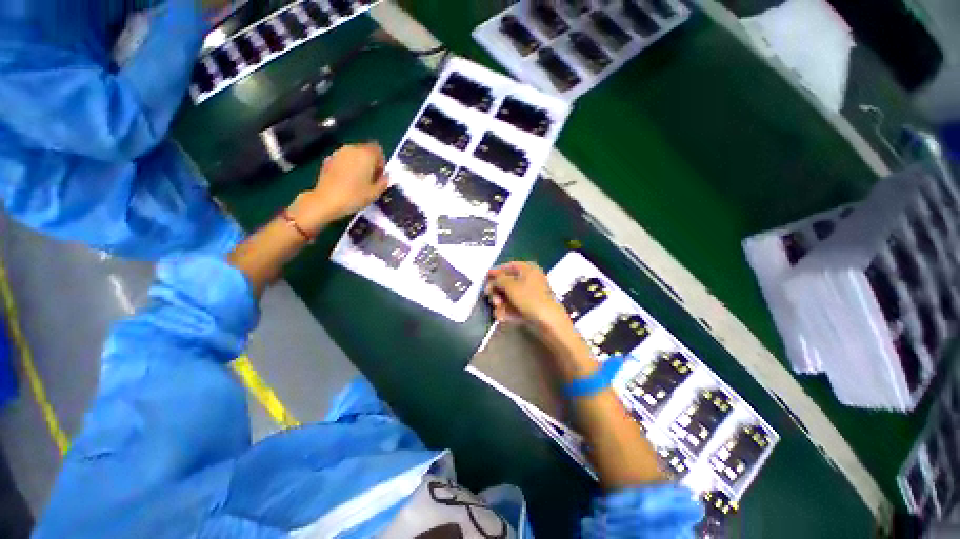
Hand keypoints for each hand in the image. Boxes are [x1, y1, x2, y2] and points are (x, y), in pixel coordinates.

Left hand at [287, 143, 388, 232]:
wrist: (327, 200)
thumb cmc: (355, 196)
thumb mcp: (376, 193)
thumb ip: (384, 182)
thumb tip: (385, 177)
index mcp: (366, 154)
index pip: (378, 150)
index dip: (381, 162)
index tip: (380, 175)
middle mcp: (352, 149)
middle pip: (365, 151)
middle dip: (369, 163)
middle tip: (371, 179)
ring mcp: (338, 153)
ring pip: (353, 155)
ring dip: (358, 164)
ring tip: (359, 181)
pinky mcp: (328, 159)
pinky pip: (343, 160)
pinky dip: (347, 167)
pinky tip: (346, 181)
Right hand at [485, 261, 570, 331]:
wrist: (548, 320)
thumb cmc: (529, 298)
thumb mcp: (510, 285)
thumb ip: (498, 279)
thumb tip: (493, 280)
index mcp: (527, 268)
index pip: (508, 266)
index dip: (496, 272)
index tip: (485, 278)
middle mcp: (530, 278)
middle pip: (507, 282)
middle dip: (497, 292)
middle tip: (493, 300)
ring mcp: (531, 293)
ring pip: (510, 295)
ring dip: (501, 303)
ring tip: (498, 312)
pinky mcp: (531, 306)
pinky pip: (516, 305)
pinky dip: (508, 310)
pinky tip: (503, 317)